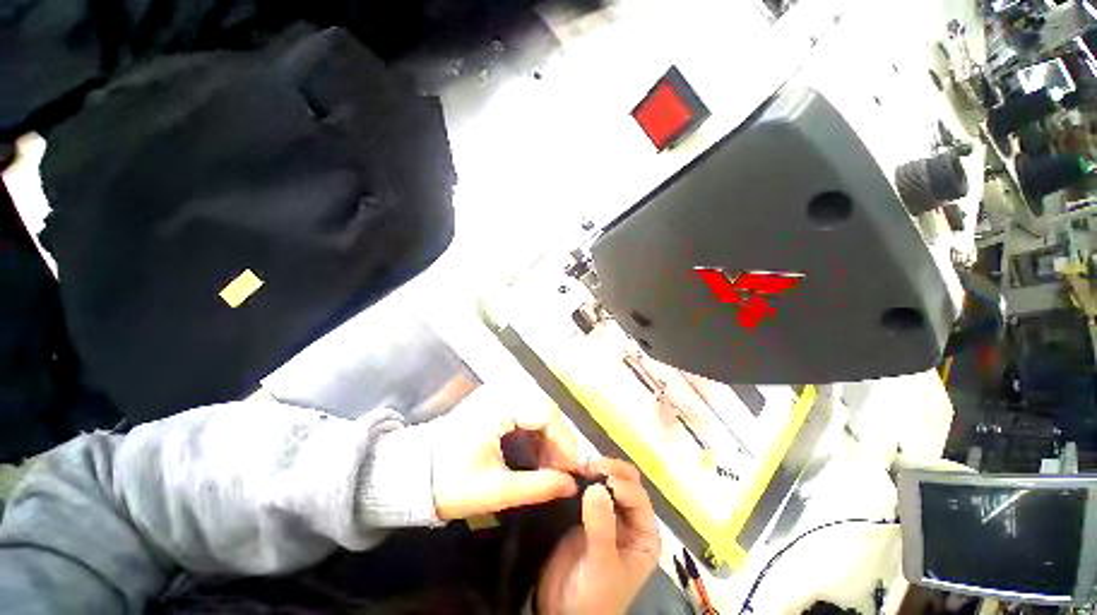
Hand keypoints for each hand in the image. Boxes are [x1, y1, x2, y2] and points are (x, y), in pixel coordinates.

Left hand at [431, 394, 579, 520]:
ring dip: (548, 436)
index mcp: (496, 407)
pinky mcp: (495, 400)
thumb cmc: (448, 482)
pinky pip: (526, 410)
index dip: (563, 441)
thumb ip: (536, 487)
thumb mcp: (494, 490)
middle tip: (562, 471)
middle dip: (557, 440)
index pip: (544, 413)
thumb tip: (571, 486)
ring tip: (550, 466)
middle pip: (544, 407)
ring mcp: (496, 393)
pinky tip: (537, 453)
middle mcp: (499, 391)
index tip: (572, 470)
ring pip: (537, 408)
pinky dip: (535, 432)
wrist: (413, 472)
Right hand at [536, 458, 661, 614]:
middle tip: (589, 466)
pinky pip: (588, 488)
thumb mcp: (602, 566)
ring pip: (607, 481)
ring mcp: (608, 514)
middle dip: (610, 470)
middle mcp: (629, 519)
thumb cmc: (594, 598)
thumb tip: (597, 487)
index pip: (638, 497)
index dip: (621, 484)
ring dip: (595, 470)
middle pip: (626, 482)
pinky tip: (572, 473)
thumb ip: (601, 527)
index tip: (599, 477)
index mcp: (644, 534)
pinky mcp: (587, 512)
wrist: (563, 613)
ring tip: (579, 467)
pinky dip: (582, 478)